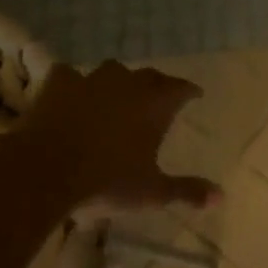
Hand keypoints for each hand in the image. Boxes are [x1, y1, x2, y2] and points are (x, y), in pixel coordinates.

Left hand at [12, 61, 221, 214]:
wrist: (45, 171)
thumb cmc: (106, 181)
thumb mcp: (152, 193)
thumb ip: (187, 191)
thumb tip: (221, 197)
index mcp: (156, 104)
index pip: (181, 88)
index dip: (189, 91)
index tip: (194, 96)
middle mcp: (128, 84)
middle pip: (150, 76)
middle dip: (157, 85)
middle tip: (158, 98)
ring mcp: (91, 80)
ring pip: (112, 70)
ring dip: (117, 81)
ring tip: (116, 94)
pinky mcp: (58, 84)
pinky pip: (70, 75)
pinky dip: (74, 83)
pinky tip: (72, 93)